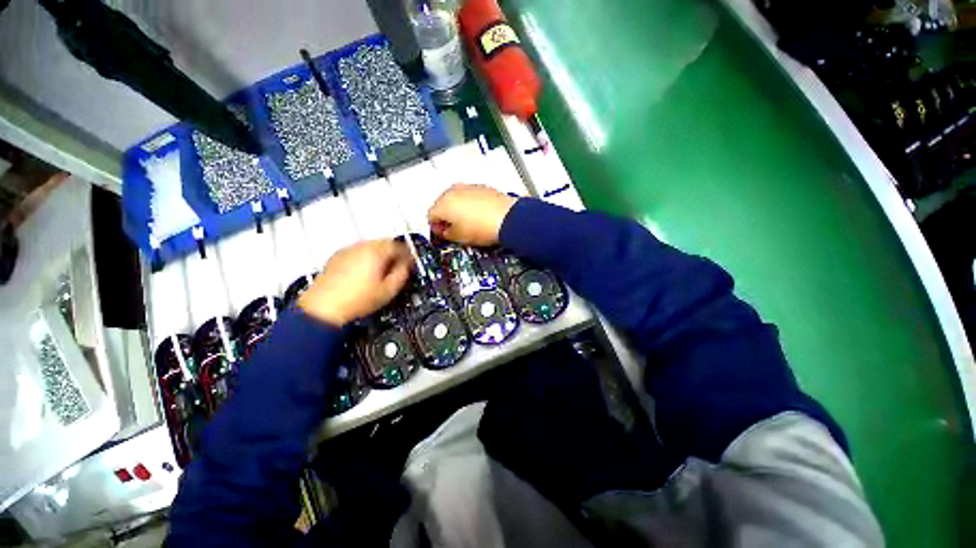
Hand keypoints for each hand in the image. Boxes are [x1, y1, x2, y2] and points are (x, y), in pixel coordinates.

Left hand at [298, 240, 412, 326]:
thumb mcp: (389, 290)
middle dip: (394, 252)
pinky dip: (366, 257)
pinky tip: (366, 270)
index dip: (408, 254)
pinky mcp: (337, 257)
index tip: (410, 262)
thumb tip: (406, 266)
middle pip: (384, 242)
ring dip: (380, 253)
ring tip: (383, 268)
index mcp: (376, 252)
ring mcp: (347, 250)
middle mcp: (362, 247)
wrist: (324, 307)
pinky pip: (357, 251)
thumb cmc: (358, 300)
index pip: (398, 246)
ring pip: (371, 245)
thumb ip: (402, 274)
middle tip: (399, 264)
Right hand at [428, 184, 516, 245]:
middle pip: (441, 203)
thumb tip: (443, 231)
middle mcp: (453, 191)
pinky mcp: (482, 187)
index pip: (430, 215)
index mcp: (444, 203)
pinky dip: (469, 204)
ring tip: (468, 222)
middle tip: (453, 228)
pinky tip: (478, 215)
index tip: (442, 233)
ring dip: (457, 209)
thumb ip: (445, 234)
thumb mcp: (459, 238)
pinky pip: (469, 195)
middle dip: (445, 215)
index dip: (435, 227)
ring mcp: (468, 187)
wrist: (508, 219)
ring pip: (455, 198)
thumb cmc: (484, 228)